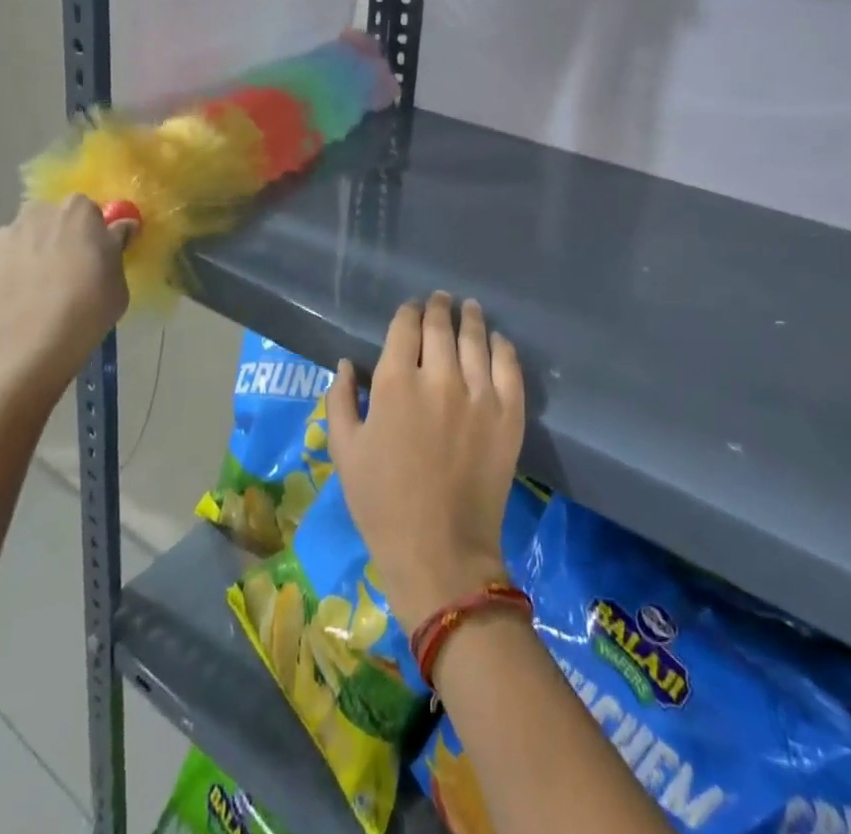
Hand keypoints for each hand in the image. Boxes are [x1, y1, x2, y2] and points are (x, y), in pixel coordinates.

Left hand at [0, 197, 131, 402]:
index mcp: (77, 210)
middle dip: (54, 237)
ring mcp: (2, 236)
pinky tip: (11, 301)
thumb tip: (122, 227)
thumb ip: (116, 246)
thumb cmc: (91, 302)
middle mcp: (37, 213)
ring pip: (19, 240)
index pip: (86, 211)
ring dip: (26, 255)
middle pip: (48, 220)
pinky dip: (0, 276)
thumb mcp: (120, 276)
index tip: (94, 255)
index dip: (90, 232)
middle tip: (64, 271)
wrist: (36, 337)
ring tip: (33, 291)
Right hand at [327, 292, 525, 631]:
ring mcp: (479, 393)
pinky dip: (502, 347)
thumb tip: (347, 362)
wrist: (439, 550)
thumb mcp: (345, 450)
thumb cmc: (382, 503)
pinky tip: (497, 340)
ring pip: (475, 338)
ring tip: (469, 308)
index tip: (411, 310)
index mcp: (395, 382)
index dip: (407, 312)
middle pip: (440, 326)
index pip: (404, 327)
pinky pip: (509, 366)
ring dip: (470, 318)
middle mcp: (438, 376)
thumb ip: (341, 399)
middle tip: (441, 300)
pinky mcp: (509, 414)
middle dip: (438, 308)